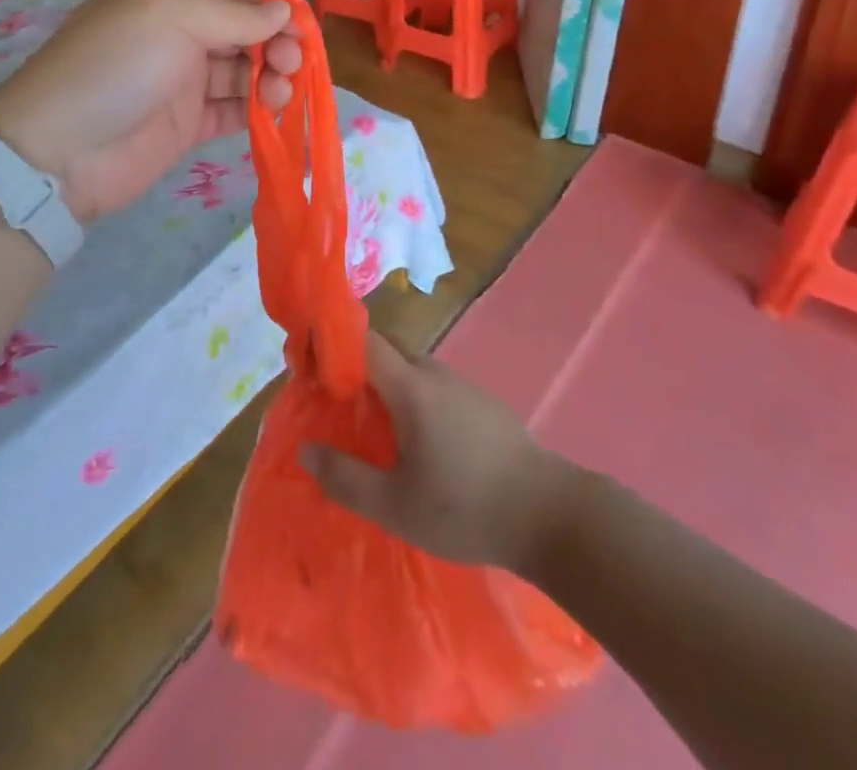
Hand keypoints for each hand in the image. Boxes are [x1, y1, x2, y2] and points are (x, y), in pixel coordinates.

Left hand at [0, 0, 302, 225]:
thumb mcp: (171, 18)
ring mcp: (181, 81)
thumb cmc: (116, 66)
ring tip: (283, 91)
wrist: (60, 152)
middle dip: (274, 41)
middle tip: (294, 63)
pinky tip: (274, 111)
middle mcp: (175, 34)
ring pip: (241, 71)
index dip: (268, 0)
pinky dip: (256, 108)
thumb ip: (233, 15)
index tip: (301, 22)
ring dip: (270, 76)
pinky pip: (232, 109)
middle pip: (241, 30)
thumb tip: (283, 10)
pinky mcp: (187, 124)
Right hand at [302, 332, 576, 572]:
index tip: (307, 362)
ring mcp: (463, 385)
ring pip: (412, 368)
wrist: (550, 516)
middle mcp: (436, 373)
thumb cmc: (465, 507)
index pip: (363, 340)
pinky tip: (415, 439)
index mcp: (411, 387)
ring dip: (385, 382)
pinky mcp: (482, 403)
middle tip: (332, 398)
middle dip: (354, 363)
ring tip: (370, 423)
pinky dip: (411, 396)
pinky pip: (434, 386)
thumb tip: (306, 449)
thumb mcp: (395, 506)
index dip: (332, 342)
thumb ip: (345, 477)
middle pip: (387, 349)